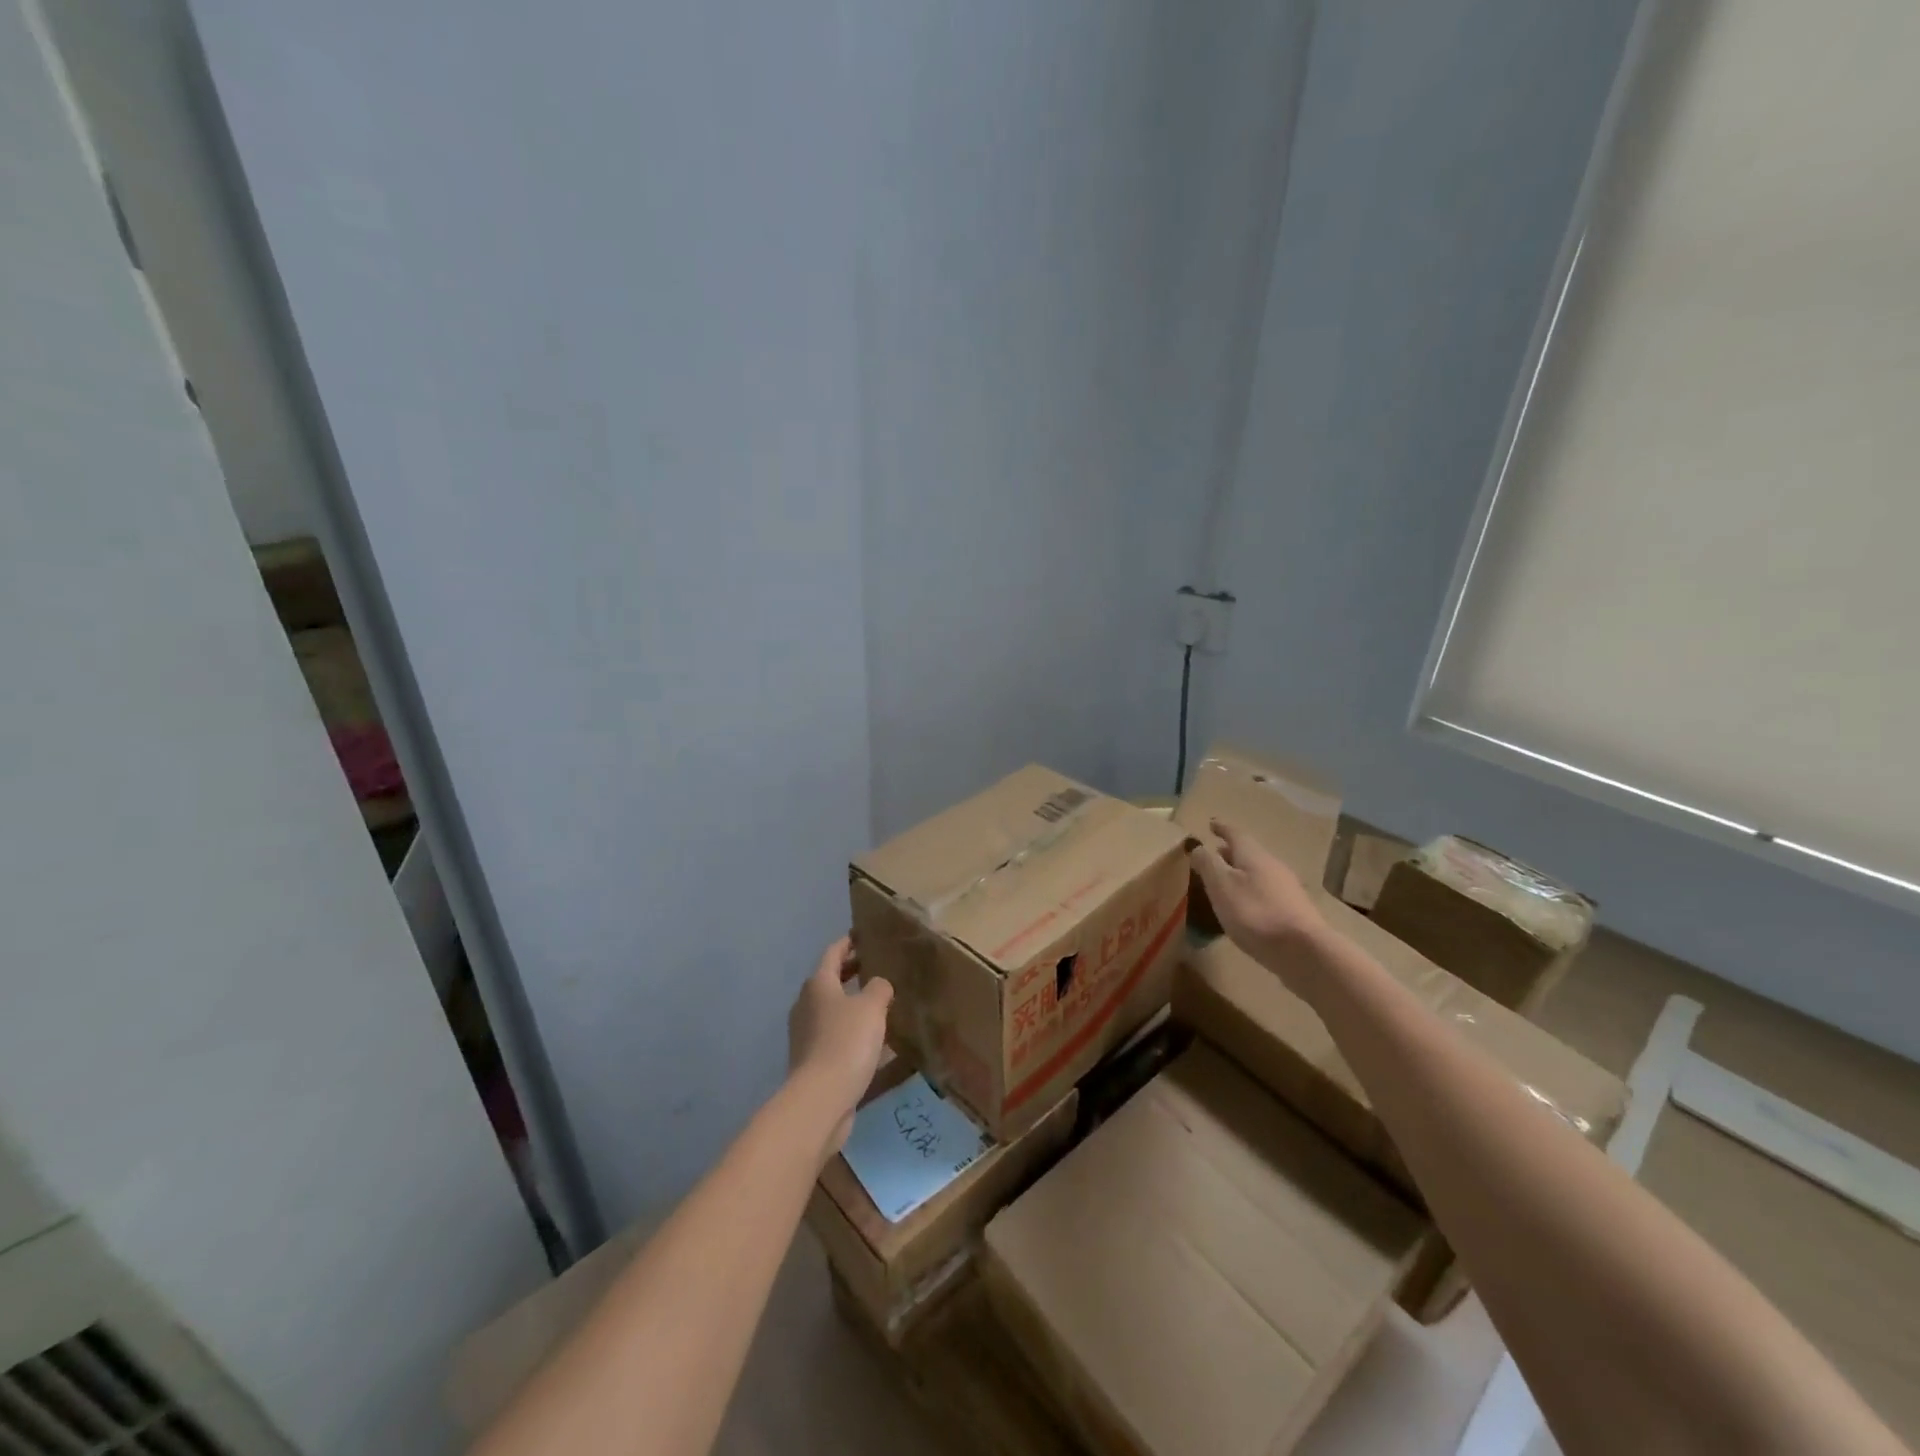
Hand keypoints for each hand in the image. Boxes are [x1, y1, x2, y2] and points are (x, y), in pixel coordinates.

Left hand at [787, 937, 892, 1157]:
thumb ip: (879, 987)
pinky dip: (851, 1031)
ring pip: (832, 1010)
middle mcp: (807, 1005)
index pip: (833, 953)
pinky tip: (873, 1041)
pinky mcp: (812, 1061)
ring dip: (852, 1004)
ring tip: (879, 1004)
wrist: (821, 1098)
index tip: (862, 936)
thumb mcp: (872, 1006)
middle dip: (850, 972)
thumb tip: (878, 985)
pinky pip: (835, 1036)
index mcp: (818, 985)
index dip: (848, 943)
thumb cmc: (846, 1041)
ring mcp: (806, 1035)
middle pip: (829, 981)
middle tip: (875, 967)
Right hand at [1190, 818, 1327, 975]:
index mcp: (1254, 856)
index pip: (1235, 834)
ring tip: (1225, 881)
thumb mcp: (1221, 886)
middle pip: (1249, 853)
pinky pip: (1266, 892)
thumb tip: (1199, 847)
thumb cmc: (1255, 913)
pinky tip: (1244, 906)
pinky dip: (1251, 891)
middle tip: (1214, 853)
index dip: (1222, 828)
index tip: (1211, 823)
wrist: (1303, 951)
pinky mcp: (1293, 912)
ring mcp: (1287, 889)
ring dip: (1241, 872)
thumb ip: (1208, 864)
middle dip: (1230, 852)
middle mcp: (1273, 866)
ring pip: (1258, 873)